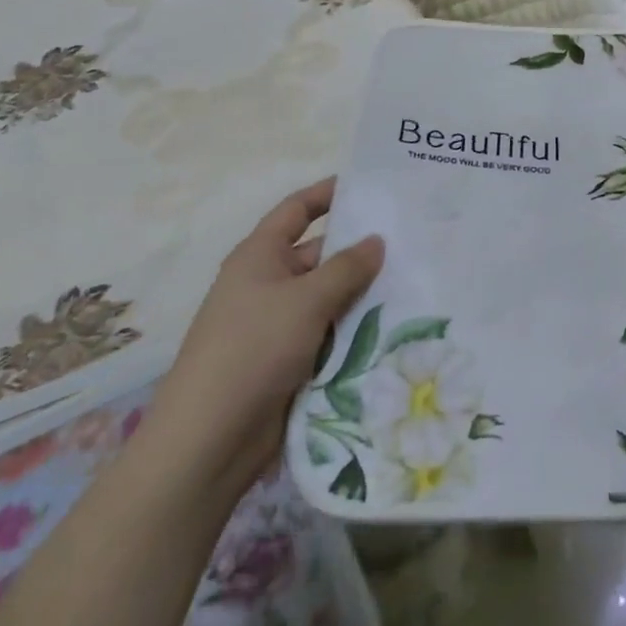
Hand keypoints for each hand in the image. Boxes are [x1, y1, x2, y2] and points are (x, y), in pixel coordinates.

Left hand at [146, 178, 382, 497]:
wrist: (210, 440)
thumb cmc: (253, 350)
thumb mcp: (305, 300)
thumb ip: (346, 267)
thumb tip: (376, 240)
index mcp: (259, 256)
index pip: (297, 210)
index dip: (328, 193)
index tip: (369, 185)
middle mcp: (267, 283)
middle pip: (320, 254)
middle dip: (359, 249)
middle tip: (411, 240)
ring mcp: (278, 323)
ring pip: (330, 296)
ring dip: (363, 292)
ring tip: (415, 279)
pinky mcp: (289, 359)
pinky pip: (329, 331)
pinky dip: (355, 327)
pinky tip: (394, 324)